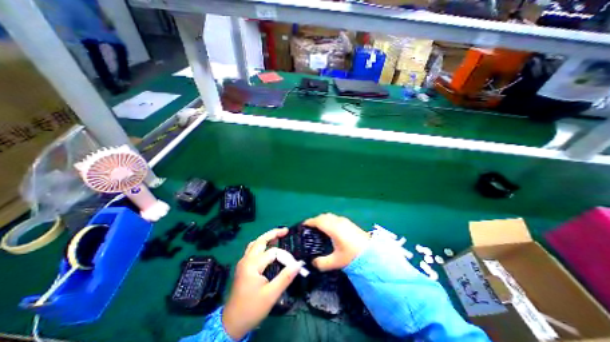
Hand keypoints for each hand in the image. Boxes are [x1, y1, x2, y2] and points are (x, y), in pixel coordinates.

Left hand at [224, 228, 300, 340]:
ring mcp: (243, 262)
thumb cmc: (251, 309)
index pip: (273, 253)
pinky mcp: (243, 266)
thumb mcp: (271, 295)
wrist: (231, 323)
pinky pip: (252, 249)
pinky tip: (267, 248)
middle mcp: (246, 259)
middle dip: (273, 233)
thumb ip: (285, 277)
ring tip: (278, 236)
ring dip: (266, 238)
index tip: (294, 265)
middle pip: (260, 240)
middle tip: (286, 231)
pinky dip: (261, 244)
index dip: (285, 257)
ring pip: (255, 243)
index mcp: (252, 265)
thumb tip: (299, 264)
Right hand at [303, 213, 369, 271]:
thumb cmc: (353, 255)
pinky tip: (331, 229)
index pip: (318, 221)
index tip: (303, 225)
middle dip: (315, 220)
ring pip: (329, 216)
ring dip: (322, 219)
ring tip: (319, 228)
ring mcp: (344, 221)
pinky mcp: (349, 222)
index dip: (309, 222)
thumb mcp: (336, 262)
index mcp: (333, 228)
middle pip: (323, 216)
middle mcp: (337, 221)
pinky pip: (335, 218)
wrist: (372, 253)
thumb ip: (322, 263)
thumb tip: (313, 263)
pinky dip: (329, 220)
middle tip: (310, 228)